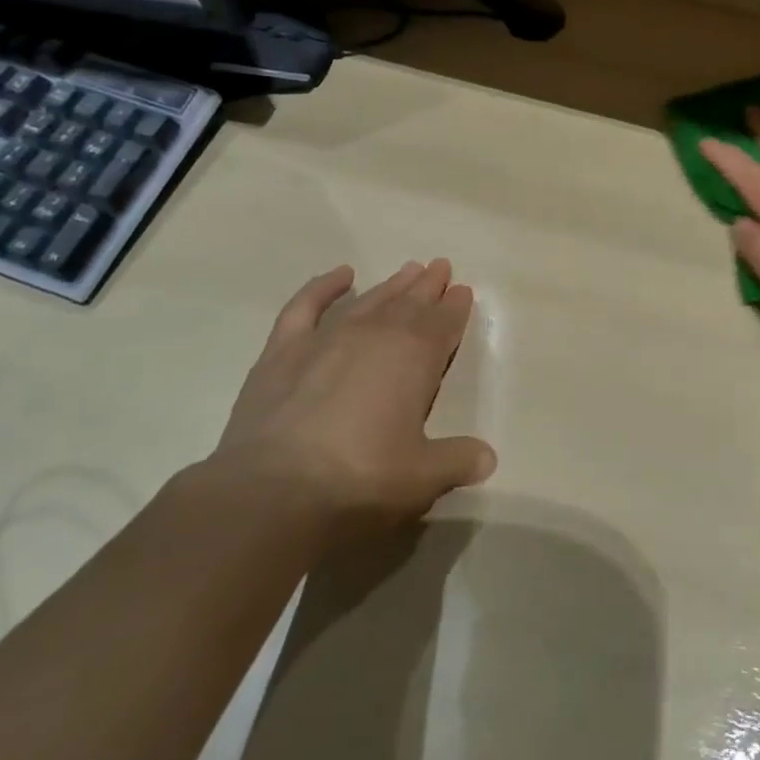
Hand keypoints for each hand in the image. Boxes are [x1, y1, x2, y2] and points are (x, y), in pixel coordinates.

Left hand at [208, 260, 496, 539]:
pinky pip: (307, 305)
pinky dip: (324, 286)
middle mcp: (376, 334)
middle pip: (410, 302)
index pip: (444, 322)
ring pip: (369, 300)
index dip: (456, 307)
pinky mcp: (283, 350)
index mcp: (416, 357)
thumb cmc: (359, 480)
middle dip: (428, 286)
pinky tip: (340, 275)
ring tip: (408, 270)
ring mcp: (328, 337)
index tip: (463, 291)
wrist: (272, 492)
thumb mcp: (421, 478)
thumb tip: (487, 458)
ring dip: (392, 285)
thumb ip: (456, 461)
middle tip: (440, 268)